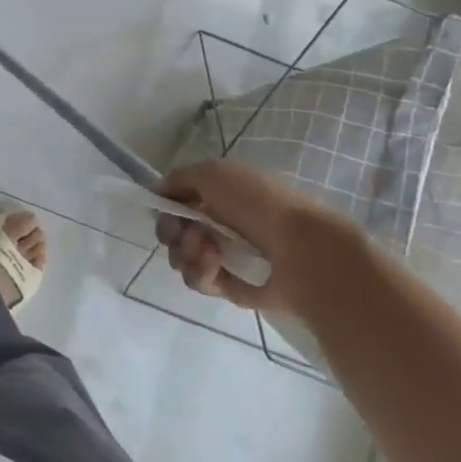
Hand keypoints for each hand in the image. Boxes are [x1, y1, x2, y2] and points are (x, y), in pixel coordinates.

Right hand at [153, 158, 357, 317]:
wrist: (304, 252)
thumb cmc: (258, 203)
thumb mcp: (213, 173)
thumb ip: (178, 179)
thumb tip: (156, 193)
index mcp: (221, 196)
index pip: (179, 203)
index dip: (166, 207)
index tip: (164, 210)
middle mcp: (222, 225)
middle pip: (176, 233)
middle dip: (172, 232)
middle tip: (186, 233)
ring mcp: (228, 258)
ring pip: (184, 259)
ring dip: (186, 252)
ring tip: (207, 250)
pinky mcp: (233, 288)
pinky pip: (202, 282)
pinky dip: (202, 273)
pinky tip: (216, 266)